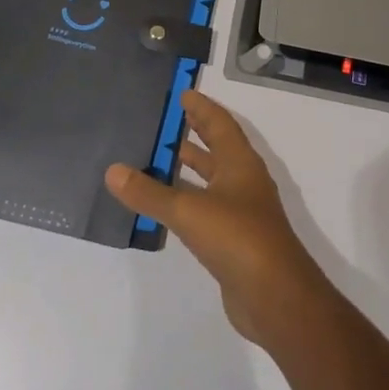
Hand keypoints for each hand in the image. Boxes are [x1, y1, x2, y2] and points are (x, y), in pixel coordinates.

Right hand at [105, 89, 327, 345]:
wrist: (275, 297)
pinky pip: (204, 210)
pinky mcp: (233, 241)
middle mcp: (243, 182)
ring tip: (155, 158)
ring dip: (188, 169)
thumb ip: (149, 193)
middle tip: (163, 120)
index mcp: (240, 163)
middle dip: (194, 134)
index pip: (220, 124)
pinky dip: (185, 202)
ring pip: (210, 180)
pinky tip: (163, 207)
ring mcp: (240, 212)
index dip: (202, 108)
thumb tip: (113, 170)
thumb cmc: (237, 238)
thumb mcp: (189, 210)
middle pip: (217, 149)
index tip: (182, 93)